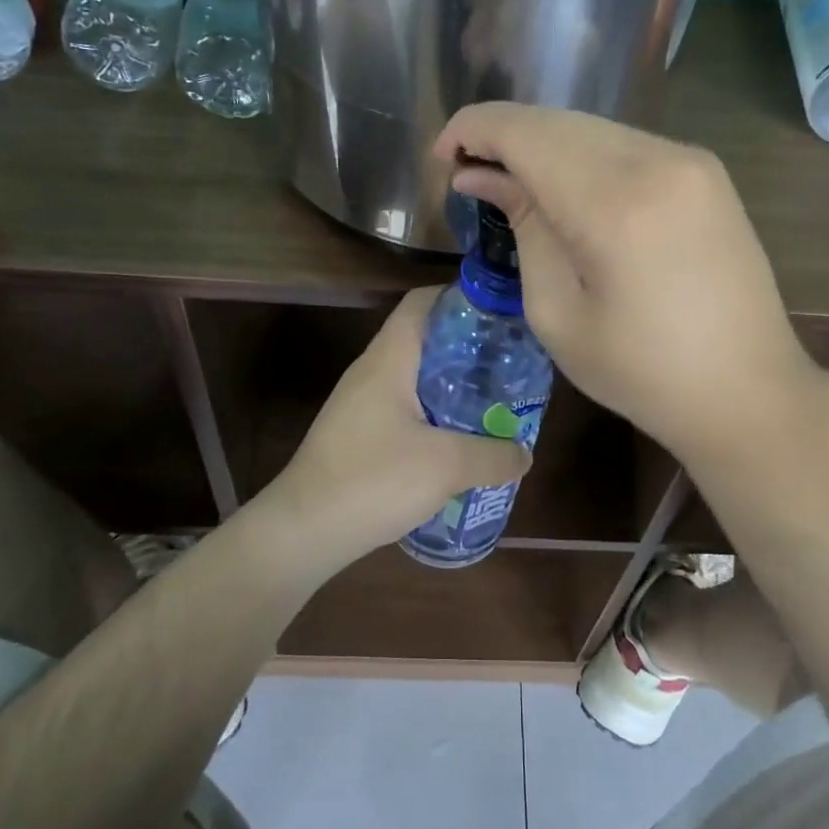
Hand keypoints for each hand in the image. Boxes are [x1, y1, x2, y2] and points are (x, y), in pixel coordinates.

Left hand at [264, 288, 532, 560]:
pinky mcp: (360, 436)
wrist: (303, 531)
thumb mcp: (446, 466)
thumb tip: (524, 454)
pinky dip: (438, 416)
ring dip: (454, 386)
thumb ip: (493, 455)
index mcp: (389, 360)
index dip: (461, 297)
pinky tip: (462, 443)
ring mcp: (362, 405)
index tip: (501, 313)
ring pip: (417, 379)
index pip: (422, 302)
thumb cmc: (372, 480)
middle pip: (425, 340)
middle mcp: (372, 373)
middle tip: (510, 365)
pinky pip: (407, 411)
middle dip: (469, 348)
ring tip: (495, 403)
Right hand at [436, 104, 821, 464]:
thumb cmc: (641, 372)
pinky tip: (566, 189)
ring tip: (512, 184)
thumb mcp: (557, 313)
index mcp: (614, 204)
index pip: (525, 132)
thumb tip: (482, 176)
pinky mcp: (706, 172)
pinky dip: (583, 155)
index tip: (442, 158)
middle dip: (503, 136)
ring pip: (592, 127)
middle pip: (557, 121)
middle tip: (469, 174)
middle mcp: (657, 161)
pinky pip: (625, 143)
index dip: (473, 130)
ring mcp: (690, 160)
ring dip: (543, 145)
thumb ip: (523, 228)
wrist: (747, 390)